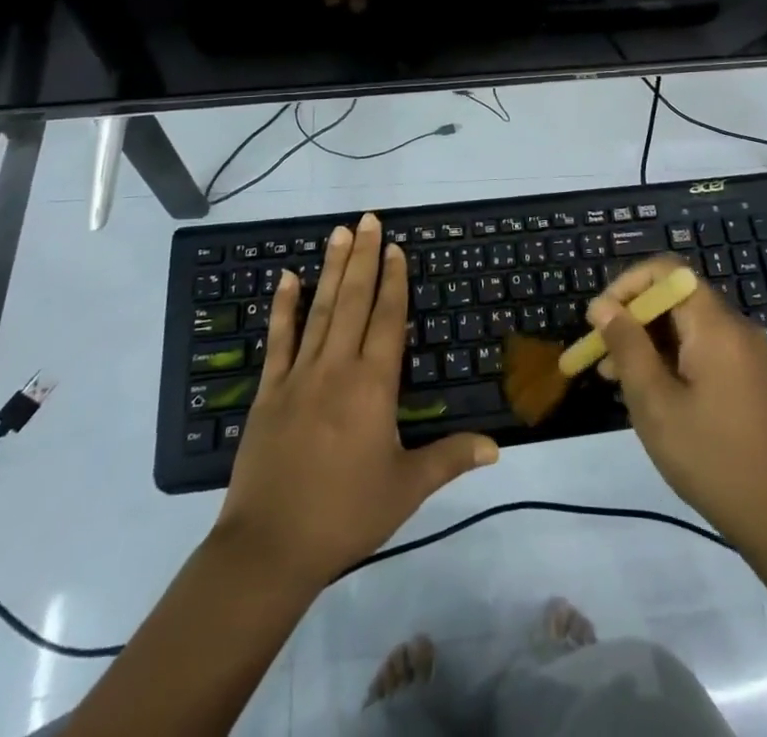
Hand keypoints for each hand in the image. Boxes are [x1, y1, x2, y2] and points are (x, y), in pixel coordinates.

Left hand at [216, 213, 499, 585]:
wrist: (270, 547)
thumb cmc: (346, 514)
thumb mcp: (406, 489)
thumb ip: (450, 459)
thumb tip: (497, 447)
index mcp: (373, 385)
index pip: (388, 318)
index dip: (394, 280)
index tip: (396, 247)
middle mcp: (337, 367)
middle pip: (355, 300)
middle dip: (364, 257)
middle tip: (369, 219)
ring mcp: (299, 375)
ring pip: (320, 309)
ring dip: (332, 268)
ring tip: (340, 232)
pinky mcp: (269, 390)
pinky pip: (278, 339)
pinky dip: (283, 306)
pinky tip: (287, 278)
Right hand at [588, 256, 766, 549]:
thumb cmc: (710, 456)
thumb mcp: (654, 402)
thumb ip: (627, 346)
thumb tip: (603, 306)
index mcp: (715, 325)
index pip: (666, 271)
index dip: (626, 284)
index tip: (599, 318)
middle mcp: (732, 327)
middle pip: (674, 297)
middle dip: (630, 316)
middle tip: (597, 351)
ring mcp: (741, 353)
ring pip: (683, 325)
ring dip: (644, 340)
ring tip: (609, 376)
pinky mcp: (743, 377)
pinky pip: (698, 347)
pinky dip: (667, 357)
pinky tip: (644, 390)